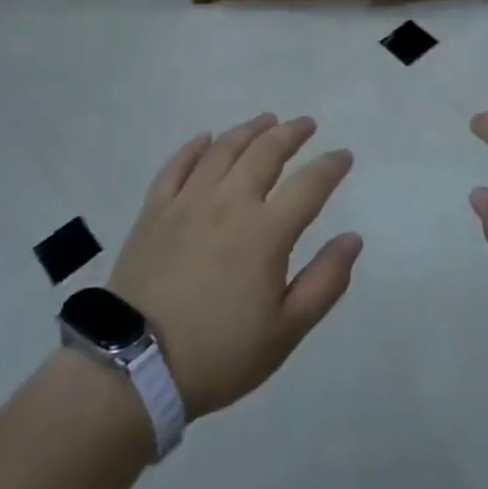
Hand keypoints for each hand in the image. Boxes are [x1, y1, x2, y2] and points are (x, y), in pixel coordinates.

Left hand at [107, 114, 361, 419]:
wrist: (135, 368)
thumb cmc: (220, 353)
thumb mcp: (286, 330)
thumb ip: (325, 281)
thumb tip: (353, 238)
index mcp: (267, 231)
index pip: (310, 184)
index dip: (331, 166)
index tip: (344, 155)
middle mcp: (230, 203)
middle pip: (266, 152)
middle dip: (291, 133)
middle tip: (306, 124)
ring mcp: (188, 202)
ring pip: (223, 149)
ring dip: (249, 130)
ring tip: (266, 120)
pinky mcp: (154, 210)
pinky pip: (176, 165)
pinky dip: (194, 147)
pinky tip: (205, 138)